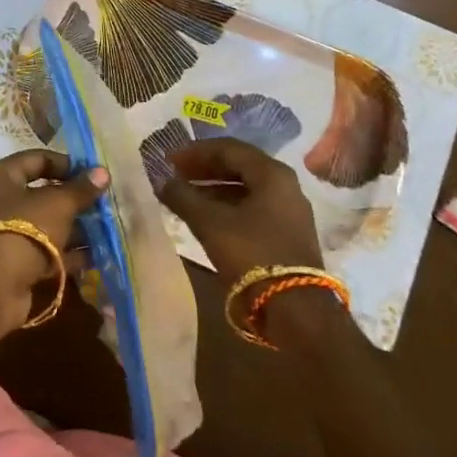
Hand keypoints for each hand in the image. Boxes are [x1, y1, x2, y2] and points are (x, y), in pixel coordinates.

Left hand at [0, 149, 108, 334]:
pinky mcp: (10, 262)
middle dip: (73, 200)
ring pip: (43, 224)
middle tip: (102, 203)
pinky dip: (65, 252)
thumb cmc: (25, 228)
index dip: (67, 164)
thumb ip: (81, 188)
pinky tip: (94, 256)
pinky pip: (42, 250)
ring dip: (73, 227)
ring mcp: (2, 233)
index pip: (37, 159)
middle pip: (40, 193)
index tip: (94, 174)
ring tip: (105, 229)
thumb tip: (102, 172)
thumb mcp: (58, 203)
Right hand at [158, 138, 322, 283]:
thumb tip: (161, 181)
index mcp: (272, 173)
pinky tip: (205, 217)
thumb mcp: (210, 223)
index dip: (195, 152)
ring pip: (245, 188)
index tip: (169, 160)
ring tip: (184, 196)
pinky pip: (252, 207)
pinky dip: (227, 206)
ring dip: (213, 188)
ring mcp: (288, 210)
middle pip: (239, 166)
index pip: (228, 148)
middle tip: (175, 175)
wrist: (295, 307)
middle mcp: (285, 185)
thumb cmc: (252, 254)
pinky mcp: (287, 232)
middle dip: (204, 169)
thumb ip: (183, 197)